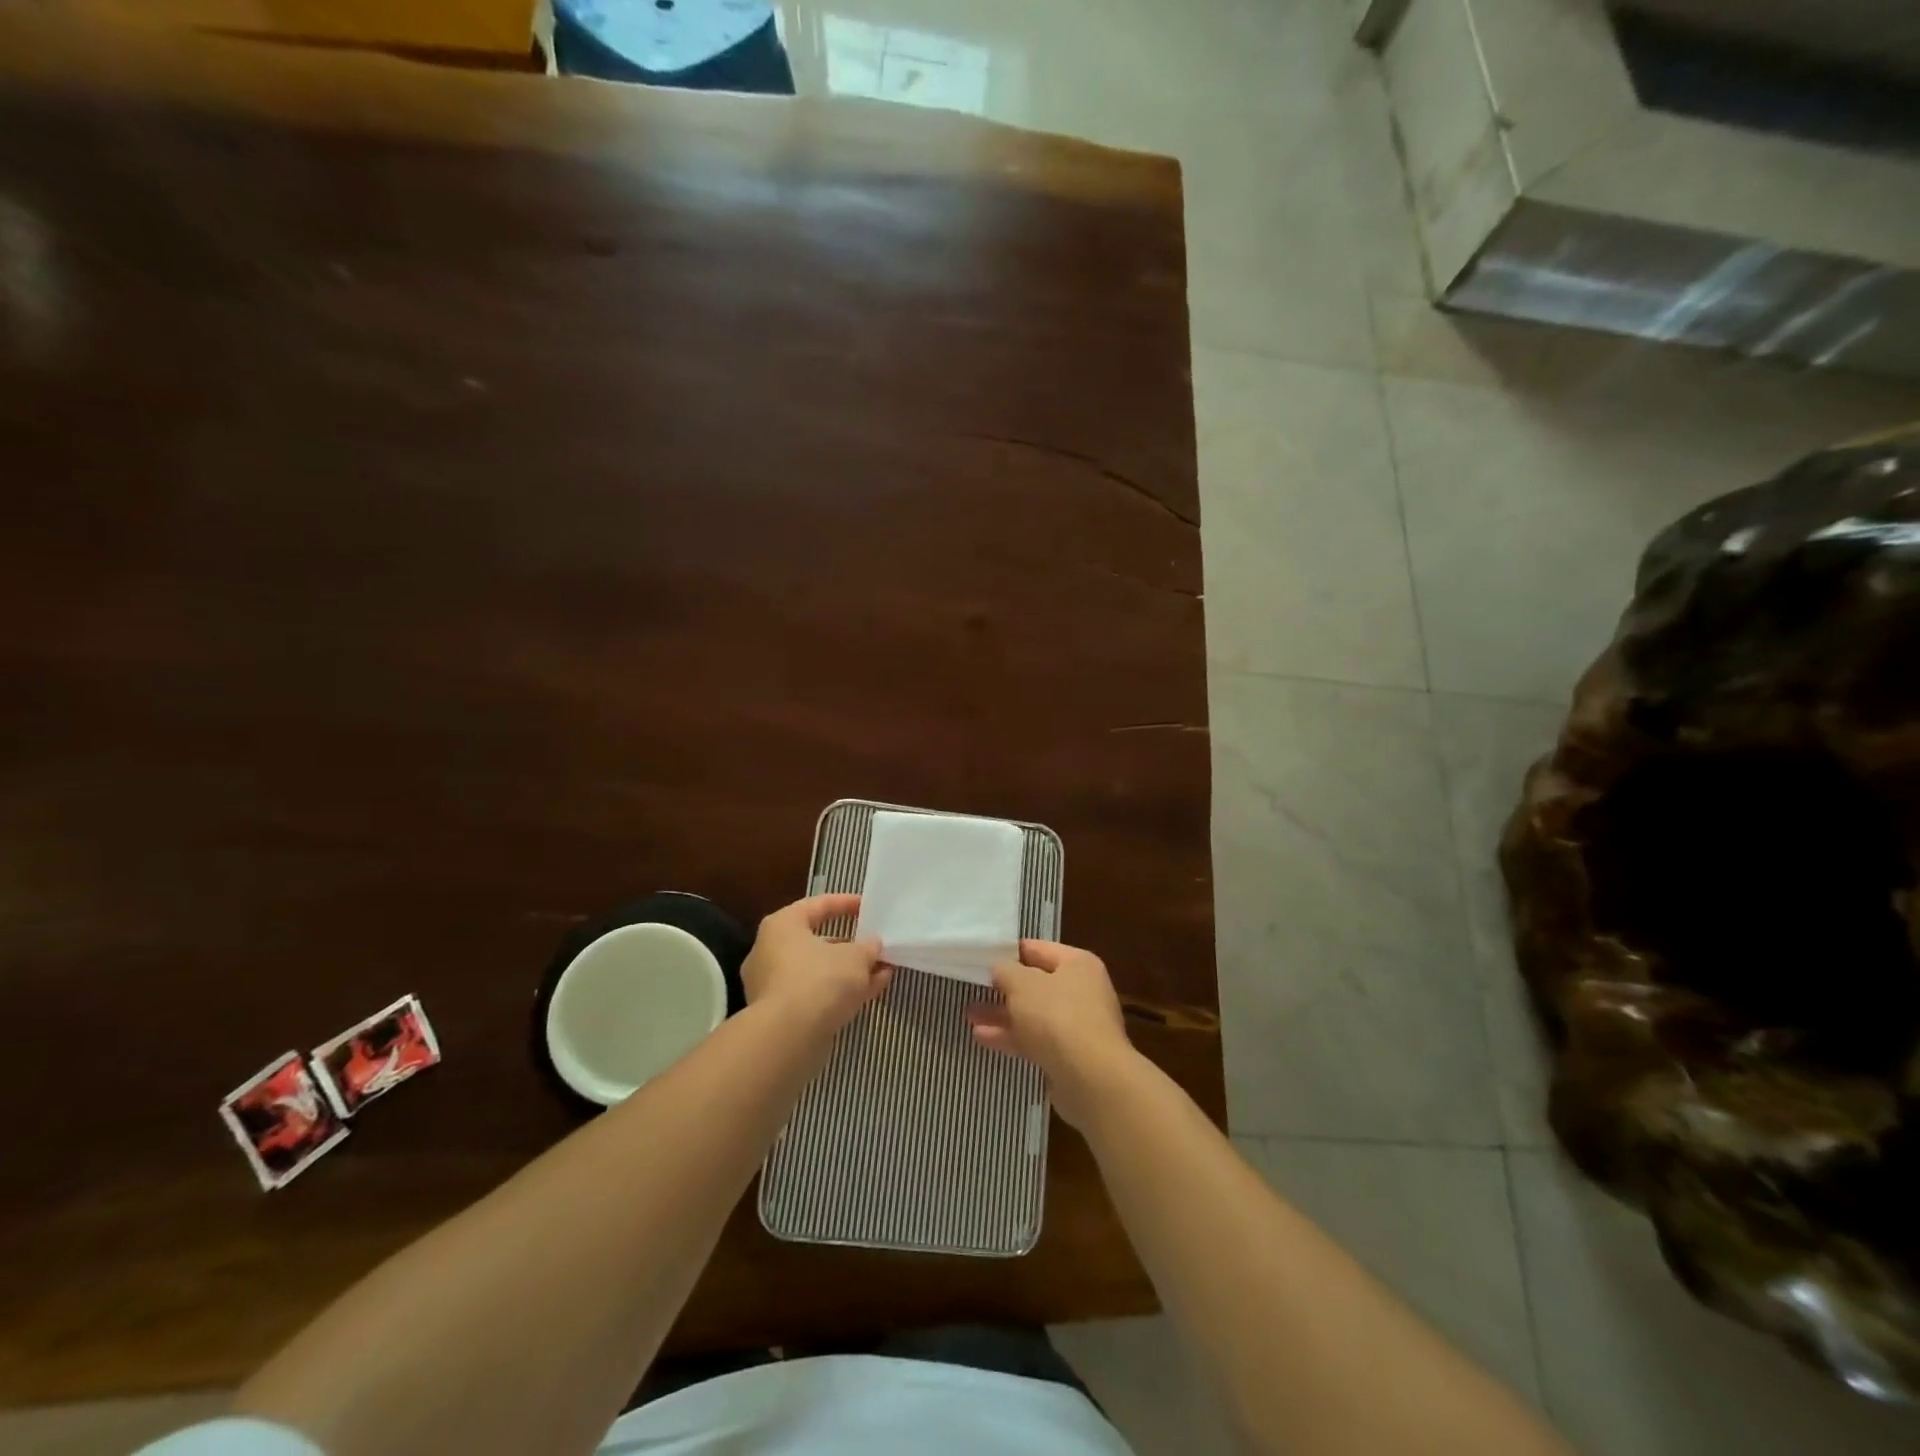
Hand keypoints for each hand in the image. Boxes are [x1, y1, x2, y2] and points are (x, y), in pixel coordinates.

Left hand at [741, 894, 890, 1033]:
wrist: (788, 1038)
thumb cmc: (819, 980)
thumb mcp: (855, 957)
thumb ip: (867, 947)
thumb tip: (873, 945)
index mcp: (782, 925)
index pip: (817, 905)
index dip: (846, 904)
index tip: (868, 907)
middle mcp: (770, 951)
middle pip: (817, 941)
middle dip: (850, 945)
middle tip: (875, 945)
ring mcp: (773, 985)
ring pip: (819, 971)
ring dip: (850, 971)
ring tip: (883, 970)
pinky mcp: (781, 1015)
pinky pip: (816, 994)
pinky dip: (841, 992)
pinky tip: (872, 991)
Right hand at [965, 940, 1138, 1127]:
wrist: (1091, 1078)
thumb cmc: (1057, 1016)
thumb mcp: (1022, 984)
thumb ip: (1006, 971)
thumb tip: (1001, 969)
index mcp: (1077, 964)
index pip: (1038, 949)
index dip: (1009, 952)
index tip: (981, 958)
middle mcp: (1082, 991)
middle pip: (1036, 984)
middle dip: (1004, 988)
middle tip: (974, 989)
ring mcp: (1077, 1025)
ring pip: (1033, 1014)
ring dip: (1003, 1014)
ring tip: (970, 1015)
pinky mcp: (1070, 1056)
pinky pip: (1035, 1039)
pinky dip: (1011, 1037)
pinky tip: (982, 1038)